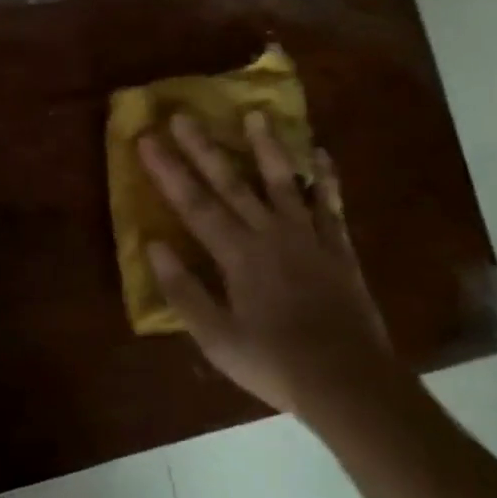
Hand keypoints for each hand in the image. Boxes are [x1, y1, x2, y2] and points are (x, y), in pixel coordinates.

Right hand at [138, 112, 392, 416]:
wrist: (349, 383)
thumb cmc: (276, 365)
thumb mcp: (217, 340)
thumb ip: (183, 291)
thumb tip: (153, 245)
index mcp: (237, 255)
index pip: (193, 203)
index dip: (167, 170)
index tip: (147, 138)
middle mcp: (270, 233)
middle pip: (231, 182)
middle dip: (203, 147)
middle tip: (184, 114)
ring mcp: (308, 236)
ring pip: (283, 181)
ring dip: (267, 146)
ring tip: (256, 114)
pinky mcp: (338, 247)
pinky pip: (330, 205)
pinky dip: (326, 179)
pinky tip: (321, 154)